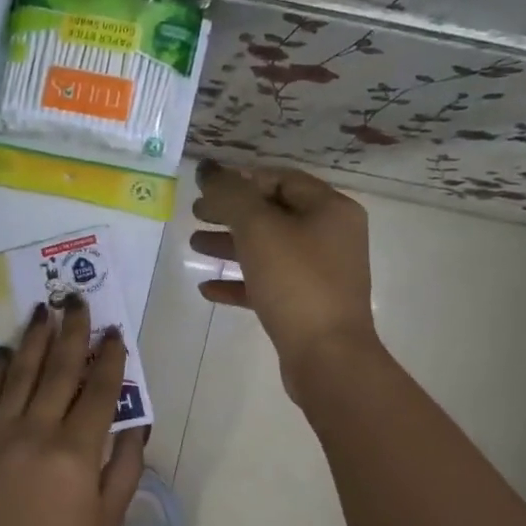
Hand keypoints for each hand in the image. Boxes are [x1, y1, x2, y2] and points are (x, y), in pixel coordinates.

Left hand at [0, 298, 146, 525]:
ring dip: (35, 340)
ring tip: (43, 309)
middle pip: (59, 371)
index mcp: (76, 452)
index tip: (116, 331)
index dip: (110, 357)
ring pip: (21, 376)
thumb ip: (125, 465)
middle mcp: (36, 433)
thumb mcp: (109, 520)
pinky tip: (9, 351)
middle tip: (77, 299)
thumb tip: (136, 422)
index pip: (98, 390)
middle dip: (72, 332)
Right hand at [190, 160, 383, 393]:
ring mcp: (320, 274)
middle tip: (196, 214)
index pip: (282, 179)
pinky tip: (208, 289)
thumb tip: (207, 169)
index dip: (242, 179)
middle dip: (232, 212)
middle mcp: (331, 237)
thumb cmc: (296, 282)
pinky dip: (239, 282)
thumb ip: (230, 195)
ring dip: (230, 245)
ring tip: (194, 245)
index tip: (206, 187)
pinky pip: (268, 284)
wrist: (327, 356)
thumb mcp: (259, 229)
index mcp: (330, 209)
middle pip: (274, 213)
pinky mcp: (306, 306)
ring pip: (268, 249)